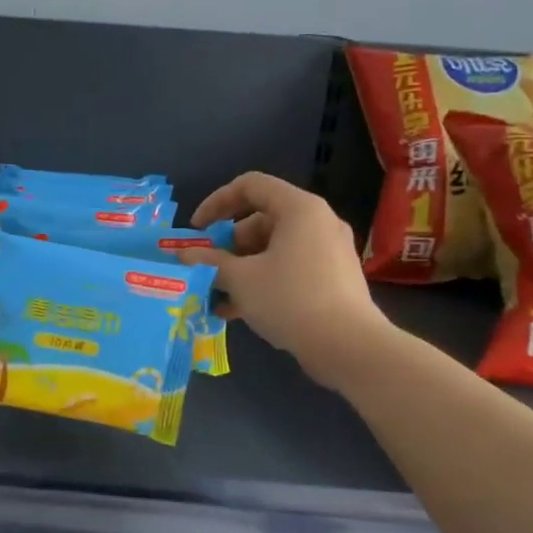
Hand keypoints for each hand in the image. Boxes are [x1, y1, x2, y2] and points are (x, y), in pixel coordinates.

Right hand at [185, 172, 388, 386]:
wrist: (349, 347)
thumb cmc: (290, 299)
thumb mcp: (241, 279)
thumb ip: (209, 261)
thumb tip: (183, 254)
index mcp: (299, 209)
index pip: (250, 186)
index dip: (216, 202)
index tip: (196, 230)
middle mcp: (318, 222)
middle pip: (261, 220)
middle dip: (227, 245)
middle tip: (207, 269)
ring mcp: (329, 251)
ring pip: (274, 248)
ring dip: (241, 268)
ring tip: (217, 296)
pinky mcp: (334, 278)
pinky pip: (290, 268)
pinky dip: (264, 281)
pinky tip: (239, 310)